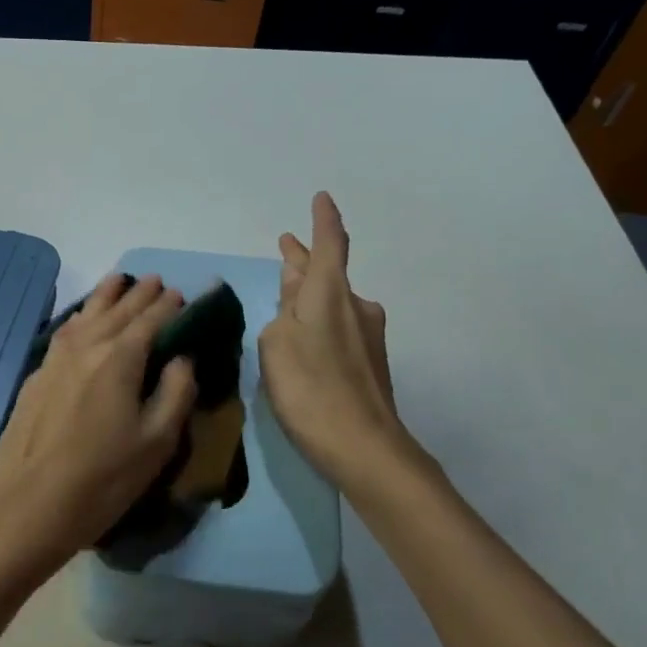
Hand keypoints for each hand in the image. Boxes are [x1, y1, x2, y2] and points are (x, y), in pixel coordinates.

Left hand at [0, 274, 197, 582]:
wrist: (25, 505)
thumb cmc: (102, 479)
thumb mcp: (156, 442)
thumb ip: (176, 392)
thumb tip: (181, 358)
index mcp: (120, 357)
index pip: (151, 319)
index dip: (169, 306)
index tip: (183, 293)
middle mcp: (86, 345)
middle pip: (117, 309)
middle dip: (140, 293)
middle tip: (156, 281)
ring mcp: (55, 358)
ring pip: (86, 314)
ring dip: (107, 296)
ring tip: (120, 281)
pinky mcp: (36, 375)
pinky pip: (66, 331)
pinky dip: (82, 317)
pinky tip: (83, 320)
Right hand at [258, 192, 428, 486]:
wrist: (365, 448)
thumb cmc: (311, 388)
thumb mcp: (276, 345)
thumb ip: (281, 313)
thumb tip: (293, 294)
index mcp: (330, 294)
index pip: (330, 244)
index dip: (324, 220)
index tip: (322, 198)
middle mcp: (355, 306)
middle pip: (328, 274)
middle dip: (305, 260)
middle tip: (287, 248)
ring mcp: (367, 336)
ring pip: (332, 303)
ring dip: (310, 295)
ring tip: (286, 298)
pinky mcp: (369, 363)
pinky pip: (338, 328)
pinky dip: (319, 322)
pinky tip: (304, 340)